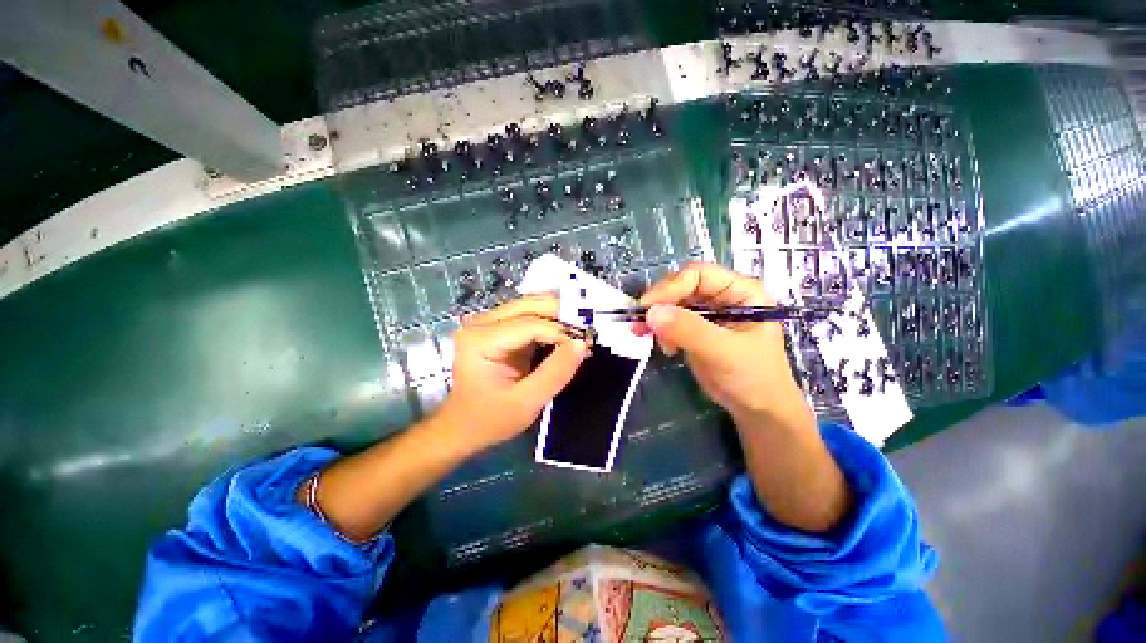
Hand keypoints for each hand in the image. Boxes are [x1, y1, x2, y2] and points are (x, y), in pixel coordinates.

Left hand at [436, 295, 589, 453]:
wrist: (464, 426)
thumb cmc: (491, 419)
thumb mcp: (527, 403)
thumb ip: (555, 373)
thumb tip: (582, 343)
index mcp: (481, 339)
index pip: (529, 324)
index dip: (561, 332)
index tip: (586, 344)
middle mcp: (481, 323)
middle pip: (530, 306)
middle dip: (562, 316)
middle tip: (588, 332)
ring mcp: (488, 322)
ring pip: (532, 306)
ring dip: (559, 317)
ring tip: (580, 333)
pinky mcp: (498, 327)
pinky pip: (530, 316)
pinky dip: (551, 323)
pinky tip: (566, 335)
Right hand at [638, 263, 801, 422]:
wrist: (758, 410)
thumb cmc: (753, 377)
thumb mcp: (723, 352)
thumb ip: (689, 330)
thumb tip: (651, 313)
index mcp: (740, 291)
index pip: (699, 275)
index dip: (670, 286)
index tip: (647, 306)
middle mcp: (723, 296)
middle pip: (682, 286)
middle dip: (659, 303)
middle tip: (639, 322)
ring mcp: (708, 313)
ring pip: (673, 303)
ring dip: (656, 317)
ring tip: (643, 334)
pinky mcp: (696, 329)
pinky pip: (672, 321)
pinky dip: (661, 330)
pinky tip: (664, 347)